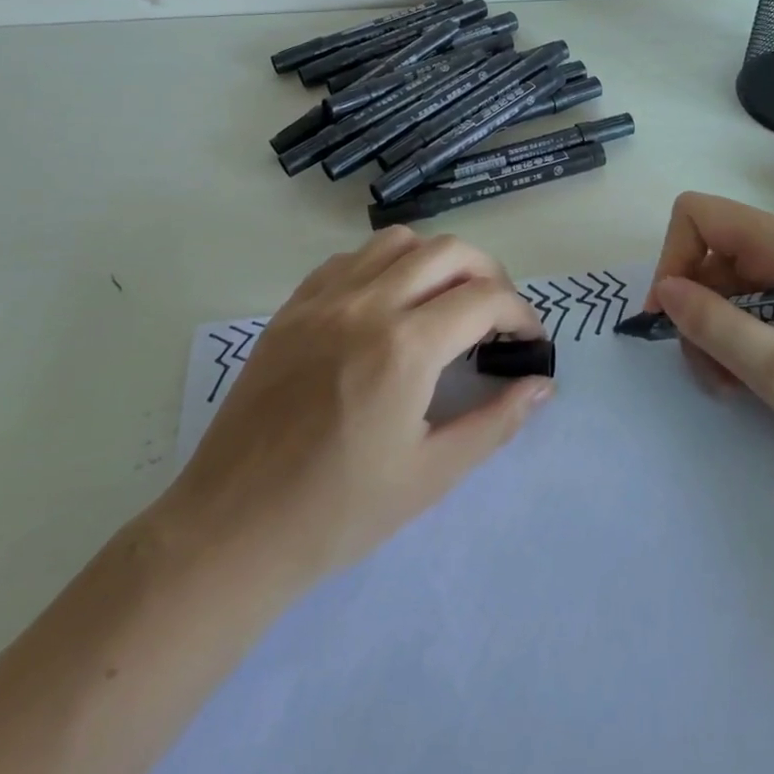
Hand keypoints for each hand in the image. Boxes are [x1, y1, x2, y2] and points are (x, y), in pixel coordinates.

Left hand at [165, 228, 552, 590]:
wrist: (232, 531)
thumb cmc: (337, 513)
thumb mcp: (431, 475)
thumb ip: (495, 421)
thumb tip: (542, 384)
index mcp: (406, 347)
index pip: (486, 298)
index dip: (520, 314)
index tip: (528, 342)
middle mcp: (368, 304)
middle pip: (449, 251)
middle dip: (489, 274)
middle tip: (496, 317)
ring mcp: (324, 299)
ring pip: (399, 242)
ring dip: (436, 261)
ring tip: (445, 302)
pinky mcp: (293, 307)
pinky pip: (351, 259)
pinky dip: (385, 265)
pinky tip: (387, 305)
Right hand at [648, 192, 773, 470]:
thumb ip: (714, 324)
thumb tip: (665, 290)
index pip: (697, 215)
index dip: (672, 258)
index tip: (671, 316)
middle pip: (707, 254)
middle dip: (694, 309)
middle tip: (708, 369)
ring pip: (723, 282)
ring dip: (712, 330)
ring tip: (731, 383)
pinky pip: (749, 300)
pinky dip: (735, 334)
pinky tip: (749, 375)